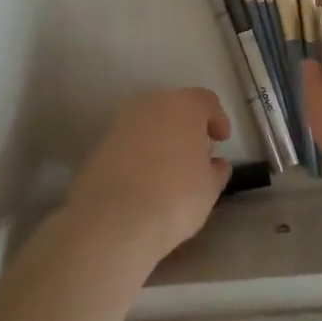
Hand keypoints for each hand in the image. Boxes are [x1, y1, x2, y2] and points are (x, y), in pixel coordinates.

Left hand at [66, 87, 231, 268]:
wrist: (113, 219)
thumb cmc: (175, 196)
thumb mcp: (209, 188)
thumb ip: (216, 170)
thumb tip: (214, 163)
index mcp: (184, 105)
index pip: (206, 101)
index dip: (217, 119)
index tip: (221, 140)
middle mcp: (151, 103)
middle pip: (175, 108)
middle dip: (187, 127)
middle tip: (197, 154)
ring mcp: (121, 122)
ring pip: (150, 123)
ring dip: (162, 139)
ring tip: (170, 170)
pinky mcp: (100, 144)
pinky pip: (130, 142)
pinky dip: (140, 153)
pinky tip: (145, 180)